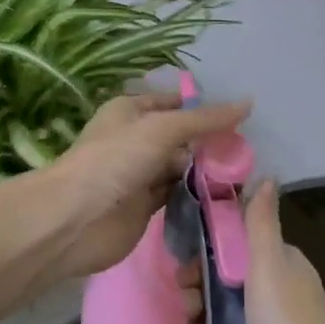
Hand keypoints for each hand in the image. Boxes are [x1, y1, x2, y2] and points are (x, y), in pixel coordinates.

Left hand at [32, 88, 250, 279]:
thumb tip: (249, 103)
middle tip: (248, 152)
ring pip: (182, 167)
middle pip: (181, 137)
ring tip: (245, 174)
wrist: (75, 220)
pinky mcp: (146, 207)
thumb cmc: (116, 159)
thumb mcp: (163, 128)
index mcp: (132, 111)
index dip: (203, 109)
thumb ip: (205, 120)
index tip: (241, 119)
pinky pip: (178, 194)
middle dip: (210, 143)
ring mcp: (140, 174)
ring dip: (207, 171)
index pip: (175, 103)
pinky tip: (225, 196)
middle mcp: (137, 139)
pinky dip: (197, 195)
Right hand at [180, 179, 324, 323]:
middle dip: (198, 293)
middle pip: (223, 280)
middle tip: (187, 308)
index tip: (186, 267)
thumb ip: (261, 223)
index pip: (235, 245)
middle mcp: (275, 289)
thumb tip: (266, 175)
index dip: (207, 253)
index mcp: (280, 263)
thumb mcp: (269, 266)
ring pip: (221, 315)